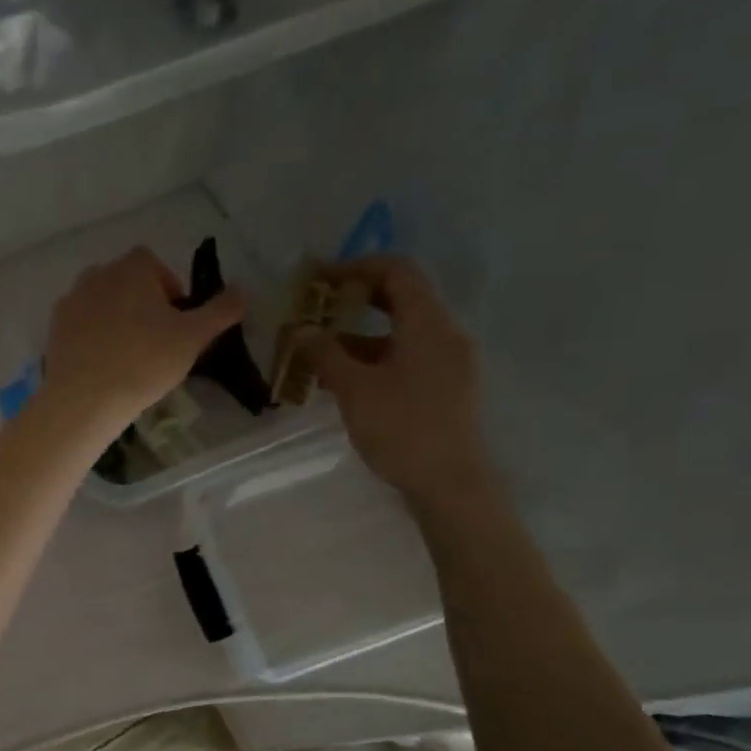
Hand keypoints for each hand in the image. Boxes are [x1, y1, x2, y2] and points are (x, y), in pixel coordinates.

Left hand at [42, 247, 244, 427]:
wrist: (85, 399)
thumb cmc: (145, 362)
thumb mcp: (194, 337)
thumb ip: (221, 311)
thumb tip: (242, 291)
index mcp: (132, 268)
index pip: (154, 265)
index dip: (169, 289)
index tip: (176, 322)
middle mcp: (97, 274)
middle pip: (126, 282)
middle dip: (142, 304)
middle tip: (156, 342)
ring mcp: (71, 301)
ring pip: (102, 303)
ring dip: (116, 320)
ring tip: (128, 356)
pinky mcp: (54, 329)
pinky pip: (81, 326)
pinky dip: (93, 338)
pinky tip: (103, 366)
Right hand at [300, 257, 492, 507]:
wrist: (448, 483)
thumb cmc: (402, 429)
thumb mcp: (355, 389)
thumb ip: (326, 354)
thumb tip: (301, 329)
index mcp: (428, 324)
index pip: (397, 271)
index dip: (356, 266)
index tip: (318, 279)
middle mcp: (444, 334)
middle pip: (400, 299)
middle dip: (354, 300)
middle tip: (316, 309)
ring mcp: (448, 362)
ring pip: (400, 332)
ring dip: (359, 335)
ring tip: (318, 351)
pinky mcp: (444, 387)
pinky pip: (406, 357)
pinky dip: (374, 358)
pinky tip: (343, 380)